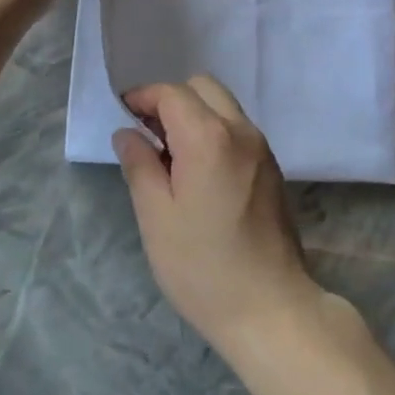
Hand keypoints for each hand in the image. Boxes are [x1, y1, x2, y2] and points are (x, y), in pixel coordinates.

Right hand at [113, 76, 322, 358]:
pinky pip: (237, 128)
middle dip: (171, 100)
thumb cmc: (203, 267)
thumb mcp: (157, 218)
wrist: (270, 307)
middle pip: (202, 88)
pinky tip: (198, 170)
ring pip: (223, 105)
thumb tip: (127, 133)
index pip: (172, 93)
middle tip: (147, 134)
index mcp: (209, 137)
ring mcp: (261, 146)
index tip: (123, 115)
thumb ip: (139, 166)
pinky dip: (214, 130)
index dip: (144, 97)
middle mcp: (240, 129)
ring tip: (169, 156)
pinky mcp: (271, 165)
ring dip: (194, 114)